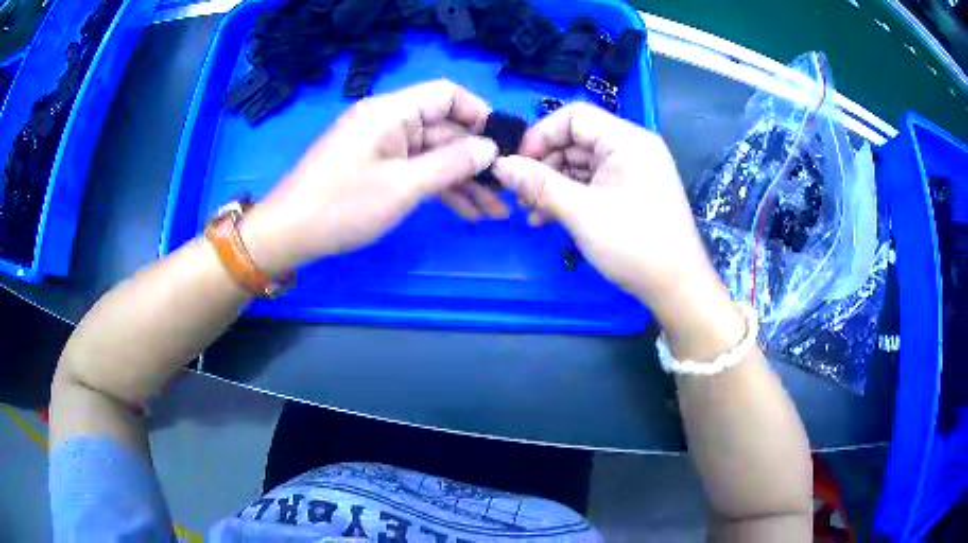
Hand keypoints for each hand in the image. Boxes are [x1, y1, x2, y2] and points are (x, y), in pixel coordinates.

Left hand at [240, 80, 504, 274]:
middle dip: (476, 161)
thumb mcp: (403, 186)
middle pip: (443, 130)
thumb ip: (451, 163)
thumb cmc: (342, 206)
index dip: (479, 114)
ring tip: (494, 213)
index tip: (504, 144)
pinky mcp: (374, 168)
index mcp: (392, 111)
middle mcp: (388, 121)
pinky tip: (466, 212)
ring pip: (432, 155)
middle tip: (506, 191)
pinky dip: (438, 189)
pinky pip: (414, 170)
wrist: (288, 234)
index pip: (447, 94)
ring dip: (462, 182)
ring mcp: (380, 146)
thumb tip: (489, 148)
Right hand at [492, 103, 741, 351]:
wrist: (677, 287)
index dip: (541, 135)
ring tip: (531, 212)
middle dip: (544, 165)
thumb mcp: (581, 212)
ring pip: (582, 165)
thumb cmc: (634, 245)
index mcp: (627, 140)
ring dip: (553, 185)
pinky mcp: (631, 192)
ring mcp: (633, 171)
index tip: (518, 164)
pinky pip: (594, 183)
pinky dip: (570, 197)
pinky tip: (548, 219)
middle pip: (576, 140)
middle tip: (520, 195)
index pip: (574, 116)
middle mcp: (632, 148)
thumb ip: (538, 184)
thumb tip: (500, 165)